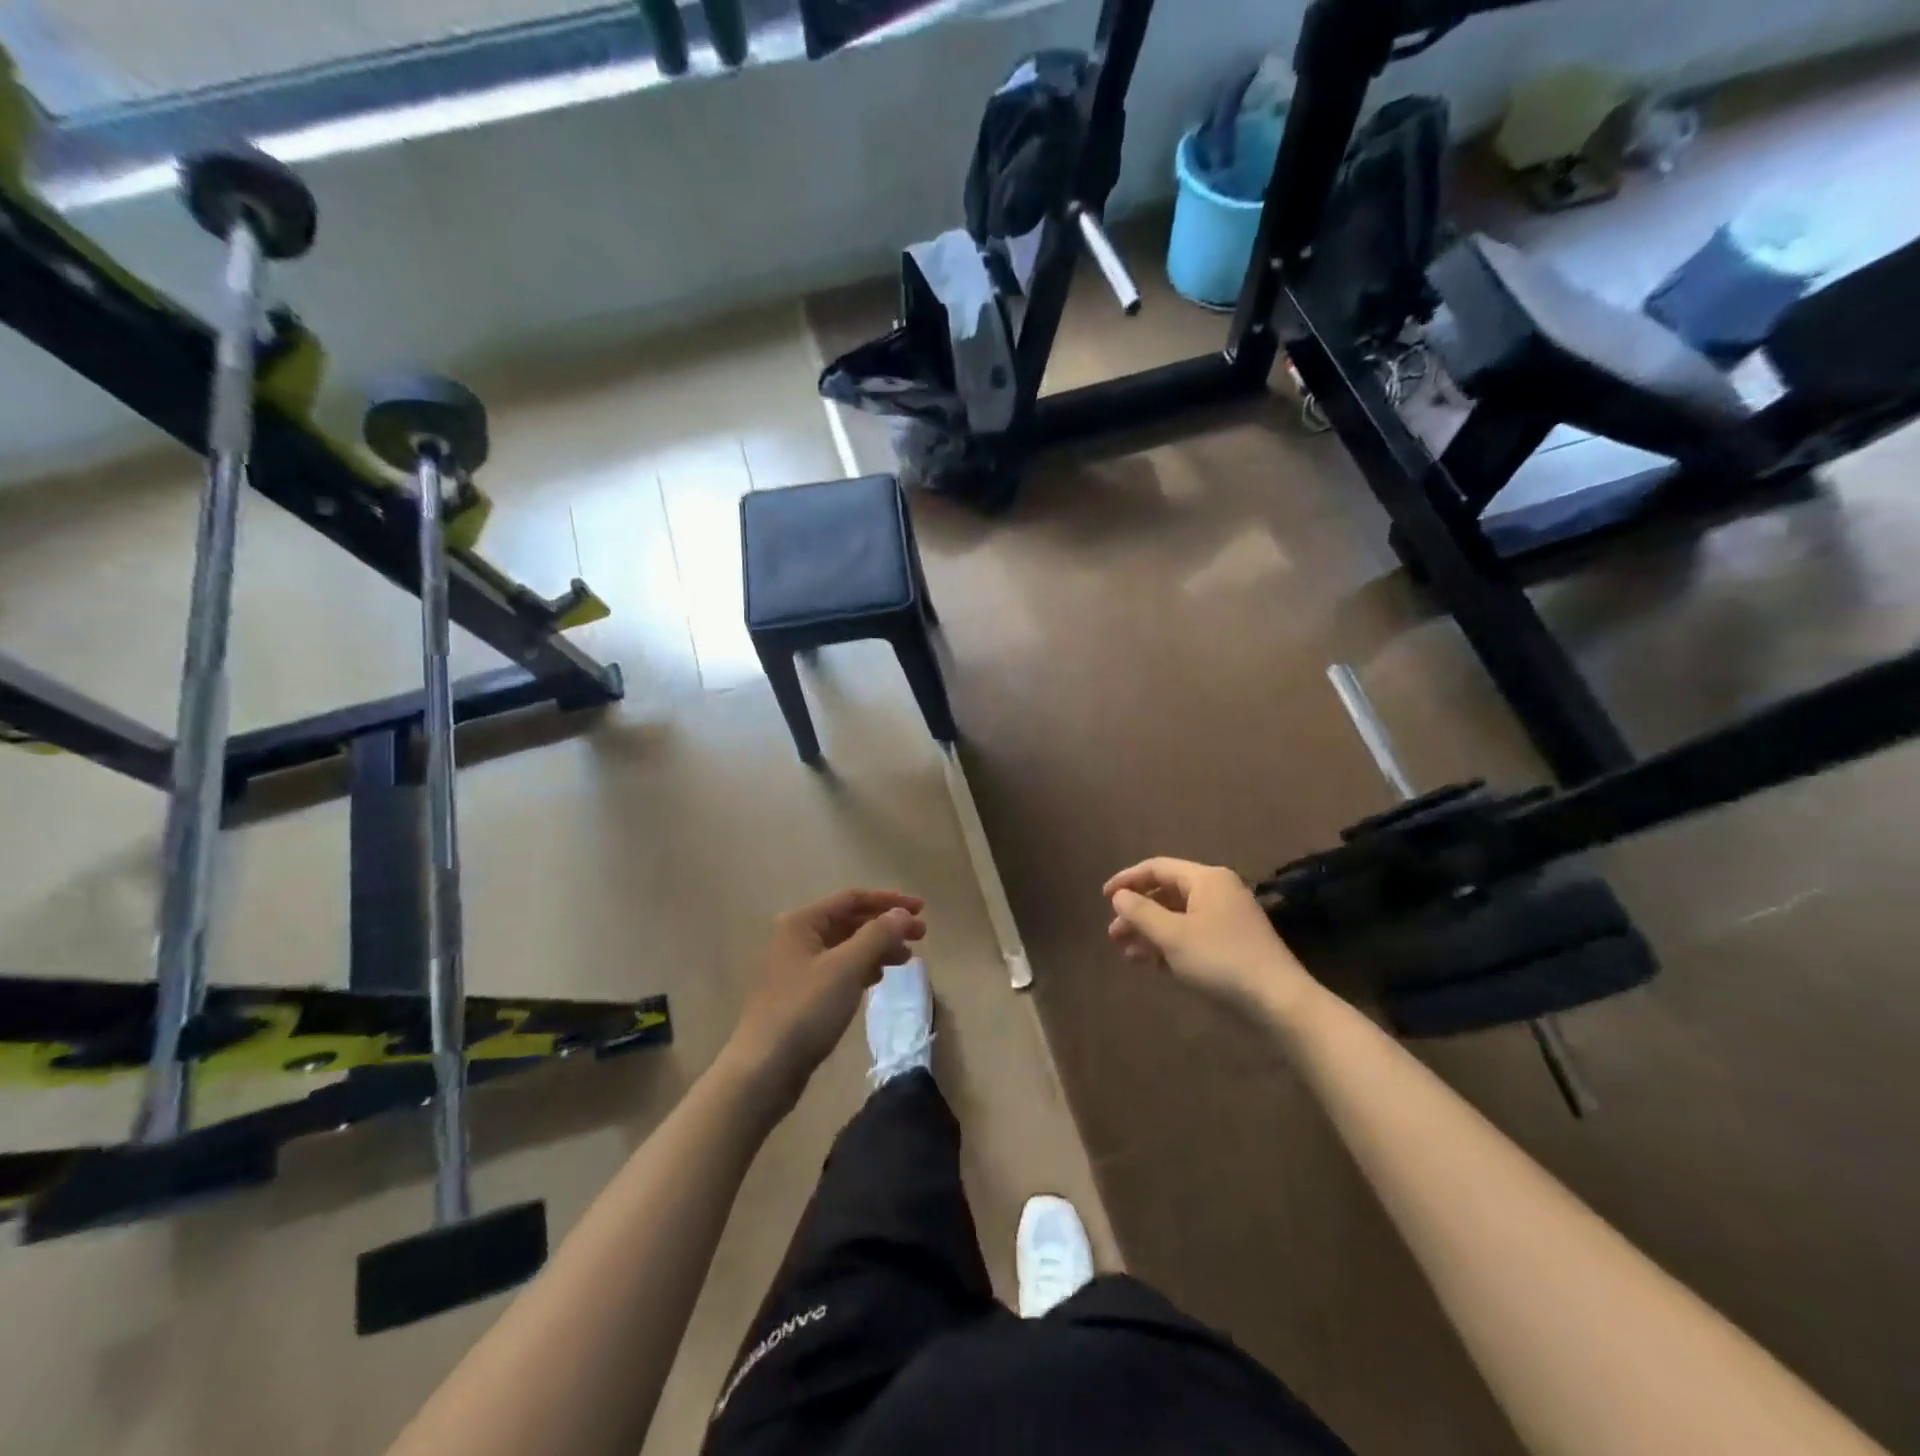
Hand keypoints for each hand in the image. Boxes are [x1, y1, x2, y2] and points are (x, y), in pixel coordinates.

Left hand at [723, 889, 926, 1113]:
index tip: (920, 909)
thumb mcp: (846, 968)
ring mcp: (798, 967)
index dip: (889, 901)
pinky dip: (862, 967)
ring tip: (906, 960)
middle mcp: (797, 937)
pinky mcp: (802, 993)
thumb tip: (902, 913)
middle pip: (850, 920)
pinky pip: (839, 969)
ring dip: (877, 947)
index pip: (853, 898)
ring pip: (846, 946)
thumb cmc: (805, 1010)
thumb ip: (877, 935)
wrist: (764, 1069)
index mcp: (802, 922)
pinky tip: (878, 978)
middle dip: (886, 925)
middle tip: (921, 935)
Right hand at [1104, 858, 1317, 1023]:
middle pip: (1167, 893)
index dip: (1127, 880)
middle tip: (1114, 935)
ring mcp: (1226, 919)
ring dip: (1150, 932)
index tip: (1103, 898)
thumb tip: (1119, 896)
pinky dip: (1169, 945)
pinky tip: (1151, 964)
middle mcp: (1217, 892)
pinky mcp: (1231, 944)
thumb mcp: (1173, 936)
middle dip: (1137, 912)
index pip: (1157, 868)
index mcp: (1206, 879)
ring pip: (1177, 917)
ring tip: (1127, 954)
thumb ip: (1141, 912)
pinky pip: (1191, 935)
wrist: (1278, 1002)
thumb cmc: (1221, 960)